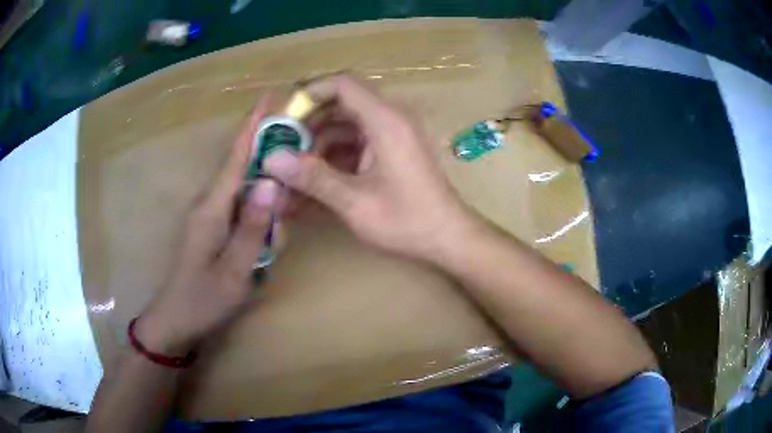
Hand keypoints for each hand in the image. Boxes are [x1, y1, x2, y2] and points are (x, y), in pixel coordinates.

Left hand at [136, 98, 280, 355]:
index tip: (270, 98)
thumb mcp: (235, 271)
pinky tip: (272, 229)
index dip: (252, 126)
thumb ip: (253, 228)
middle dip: (269, 159)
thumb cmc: (203, 300)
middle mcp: (210, 203)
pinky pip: (240, 207)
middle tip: (299, 170)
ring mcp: (210, 215)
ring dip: (267, 196)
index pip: (236, 157)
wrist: (175, 321)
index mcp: (212, 207)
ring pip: (244, 190)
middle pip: (242, 168)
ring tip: (283, 223)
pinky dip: (259, 210)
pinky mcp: (213, 228)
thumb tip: (272, 184)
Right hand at [265, 74, 473, 260]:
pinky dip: (335, 158)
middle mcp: (390, 119)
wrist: (448, 238)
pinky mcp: (391, 151)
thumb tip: (271, 159)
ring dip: (319, 145)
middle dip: (309, 124)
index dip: (310, 93)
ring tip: (293, 173)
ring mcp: (392, 135)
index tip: (284, 117)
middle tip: (282, 149)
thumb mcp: (354, 202)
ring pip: (346, 126)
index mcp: (385, 120)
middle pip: (341, 104)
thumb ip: (312, 177)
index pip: (343, 84)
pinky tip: (315, 182)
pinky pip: (357, 143)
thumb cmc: (407, 221)